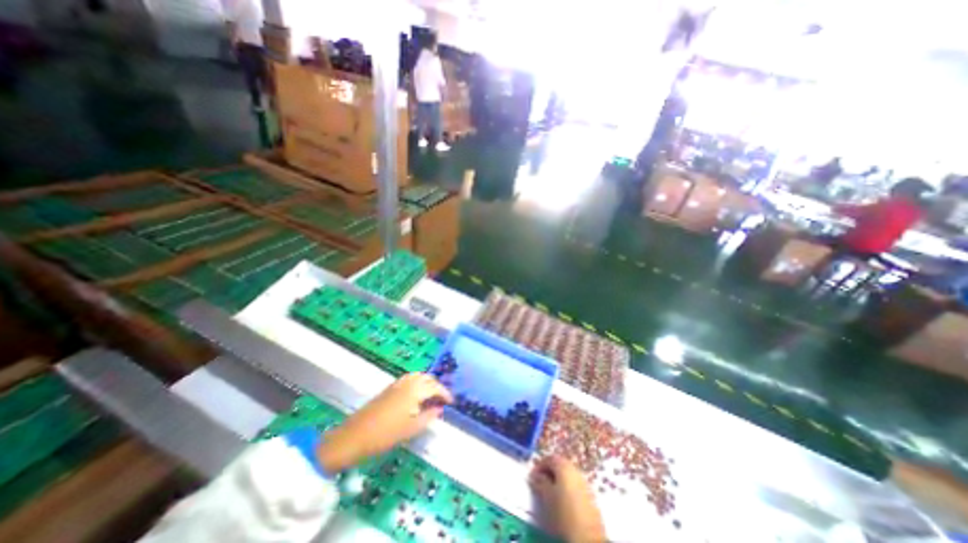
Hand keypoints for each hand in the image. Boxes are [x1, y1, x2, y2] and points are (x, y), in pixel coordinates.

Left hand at [318, 375, 454, 473]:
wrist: (355, 435)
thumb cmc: (385, 434)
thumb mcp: (411, 429)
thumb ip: (428, 416)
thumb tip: (440, 408)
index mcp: (415, 391)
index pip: (436, 387)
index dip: (445, 393)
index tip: (452, 402)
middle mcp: (408, 382)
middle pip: (428, 378)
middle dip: (437, 386)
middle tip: (442, 399)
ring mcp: (398, 383)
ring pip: (419, 376)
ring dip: (428, 382)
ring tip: (432, 396)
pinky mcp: (390, 387)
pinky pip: (409, 378)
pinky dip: (418, 382)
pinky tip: (416, 394)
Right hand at [528, 457, 601, 541]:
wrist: (587, 536)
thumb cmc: (563, 512)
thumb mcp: (546, 496)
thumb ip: (539, 482)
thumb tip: (534, 475)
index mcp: (564, 466)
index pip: (549, 458)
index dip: (539, 465)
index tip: (532, 476)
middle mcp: (575, 469)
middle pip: (559, 465)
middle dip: (548, 472)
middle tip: (540, 483)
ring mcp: (583, 481)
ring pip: (567, 475)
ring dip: (557, 480)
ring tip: (549, 493)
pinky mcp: (588, 495)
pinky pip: (573, 485)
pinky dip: (565, 488)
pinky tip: (562, 501)